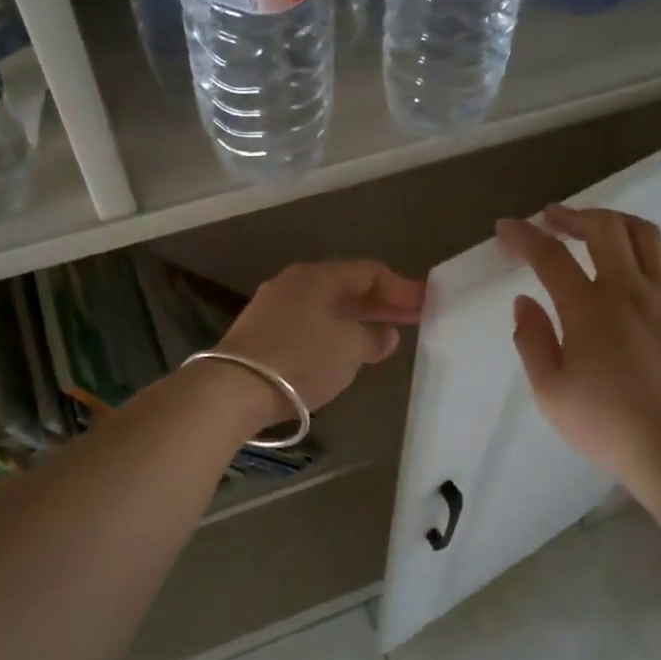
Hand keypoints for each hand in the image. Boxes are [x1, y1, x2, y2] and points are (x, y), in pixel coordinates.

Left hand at [219, 260, 426, 416]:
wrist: (234, 388)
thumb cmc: (301, 359)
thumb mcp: (349, 349)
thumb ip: (373, 338)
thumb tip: (385, 334)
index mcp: (318, 276)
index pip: (369, 271)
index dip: (401, 287)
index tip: (426, 302)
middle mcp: (295, 283)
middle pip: (347, 287)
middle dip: (381, 303)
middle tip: (412, 317)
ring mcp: (274, 306)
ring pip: (327, 306)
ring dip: (357, 318)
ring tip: (383, 335)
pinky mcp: (261, 332)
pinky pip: (309, 323)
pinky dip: (334, 332)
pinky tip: (344, 349)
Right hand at [497, 205, 660, 489]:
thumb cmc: (602, 422)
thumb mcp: (548, 390)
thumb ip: (531, 339)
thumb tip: (525, 300)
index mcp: (588, 309)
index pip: (550, 256)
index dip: (524, 236)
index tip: (506, 228)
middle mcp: (629, 290)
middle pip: (604, 228)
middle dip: (572, 215)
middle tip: (552, 219)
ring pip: (645, 235)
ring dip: (614, 222)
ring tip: (595, 228)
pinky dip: (648, 252)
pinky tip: (636, 264)